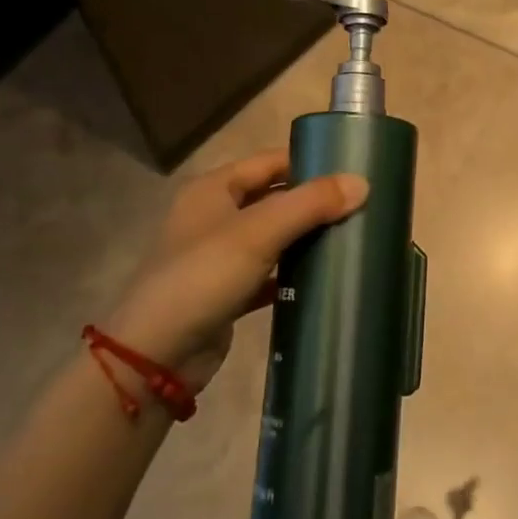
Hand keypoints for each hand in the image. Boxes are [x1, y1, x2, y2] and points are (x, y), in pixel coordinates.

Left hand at [107, 150, 367, 390]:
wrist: (155, 357)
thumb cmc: (203, 278)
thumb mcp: (259, 233)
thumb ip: (310, 204)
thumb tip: (362, 183)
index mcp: (214, 189)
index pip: (270, 161)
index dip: (309, 162)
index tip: (353, 170)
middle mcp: (215, 216)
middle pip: (275, 198)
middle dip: (314, 202)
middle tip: (362, 205)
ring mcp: (220, 257)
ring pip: (275, 236)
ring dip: (307, 237)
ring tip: (353, 237)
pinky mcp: (228, 293)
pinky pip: (270, 273)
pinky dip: (294, 273)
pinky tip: (325, 278)